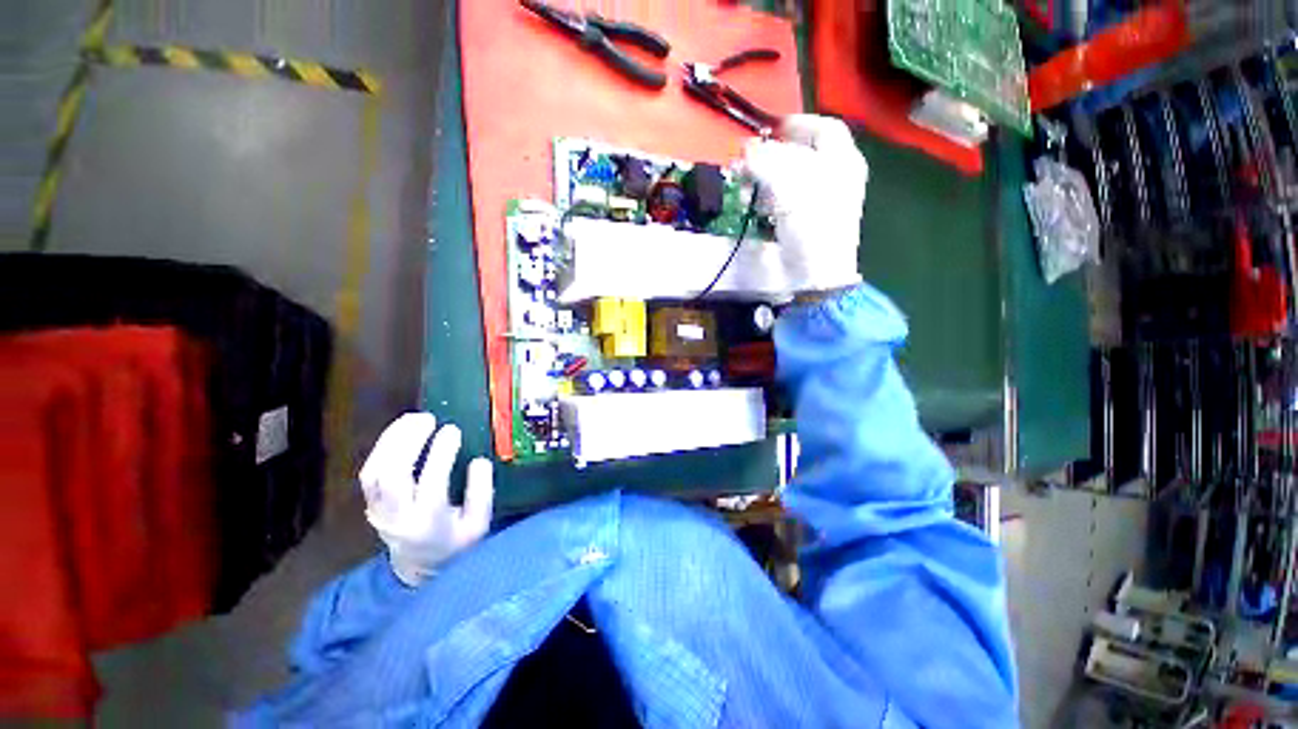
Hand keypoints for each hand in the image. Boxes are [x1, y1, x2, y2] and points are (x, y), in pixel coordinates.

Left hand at [359, 413, 494, 586]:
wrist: (420, 568)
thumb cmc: (456, 544)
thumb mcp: (479, 525)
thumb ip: (481, 494)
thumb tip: (479, 461)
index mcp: (429, 522)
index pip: (431, 483)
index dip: (440, 453)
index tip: (452, 430)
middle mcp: (398, 516)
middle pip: (391, 475)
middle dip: (407, 442)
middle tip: (428, 419)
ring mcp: (379, 511)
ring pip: (374, 472)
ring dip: (391, 440)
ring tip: (413, 418)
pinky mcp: (371, 504)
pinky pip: (369, 473)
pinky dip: (382, 448)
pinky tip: (399, 431)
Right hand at [744, 114, 867, 293]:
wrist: (817, 272)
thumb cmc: (811, 221)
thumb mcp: (787, 182)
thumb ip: (764, 160)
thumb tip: (746, 149)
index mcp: (843, 160)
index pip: (823, 127)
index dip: (796, 124)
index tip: (769, 129)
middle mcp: (837, 177)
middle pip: (804, 155)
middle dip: (773, 156)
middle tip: (749, 161)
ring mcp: (823, 203)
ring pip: (792, 179)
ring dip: (766, 179)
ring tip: (747, 186)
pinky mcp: (807, 224)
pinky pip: (786, 202)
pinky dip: (769, 200)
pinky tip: (756, 206)